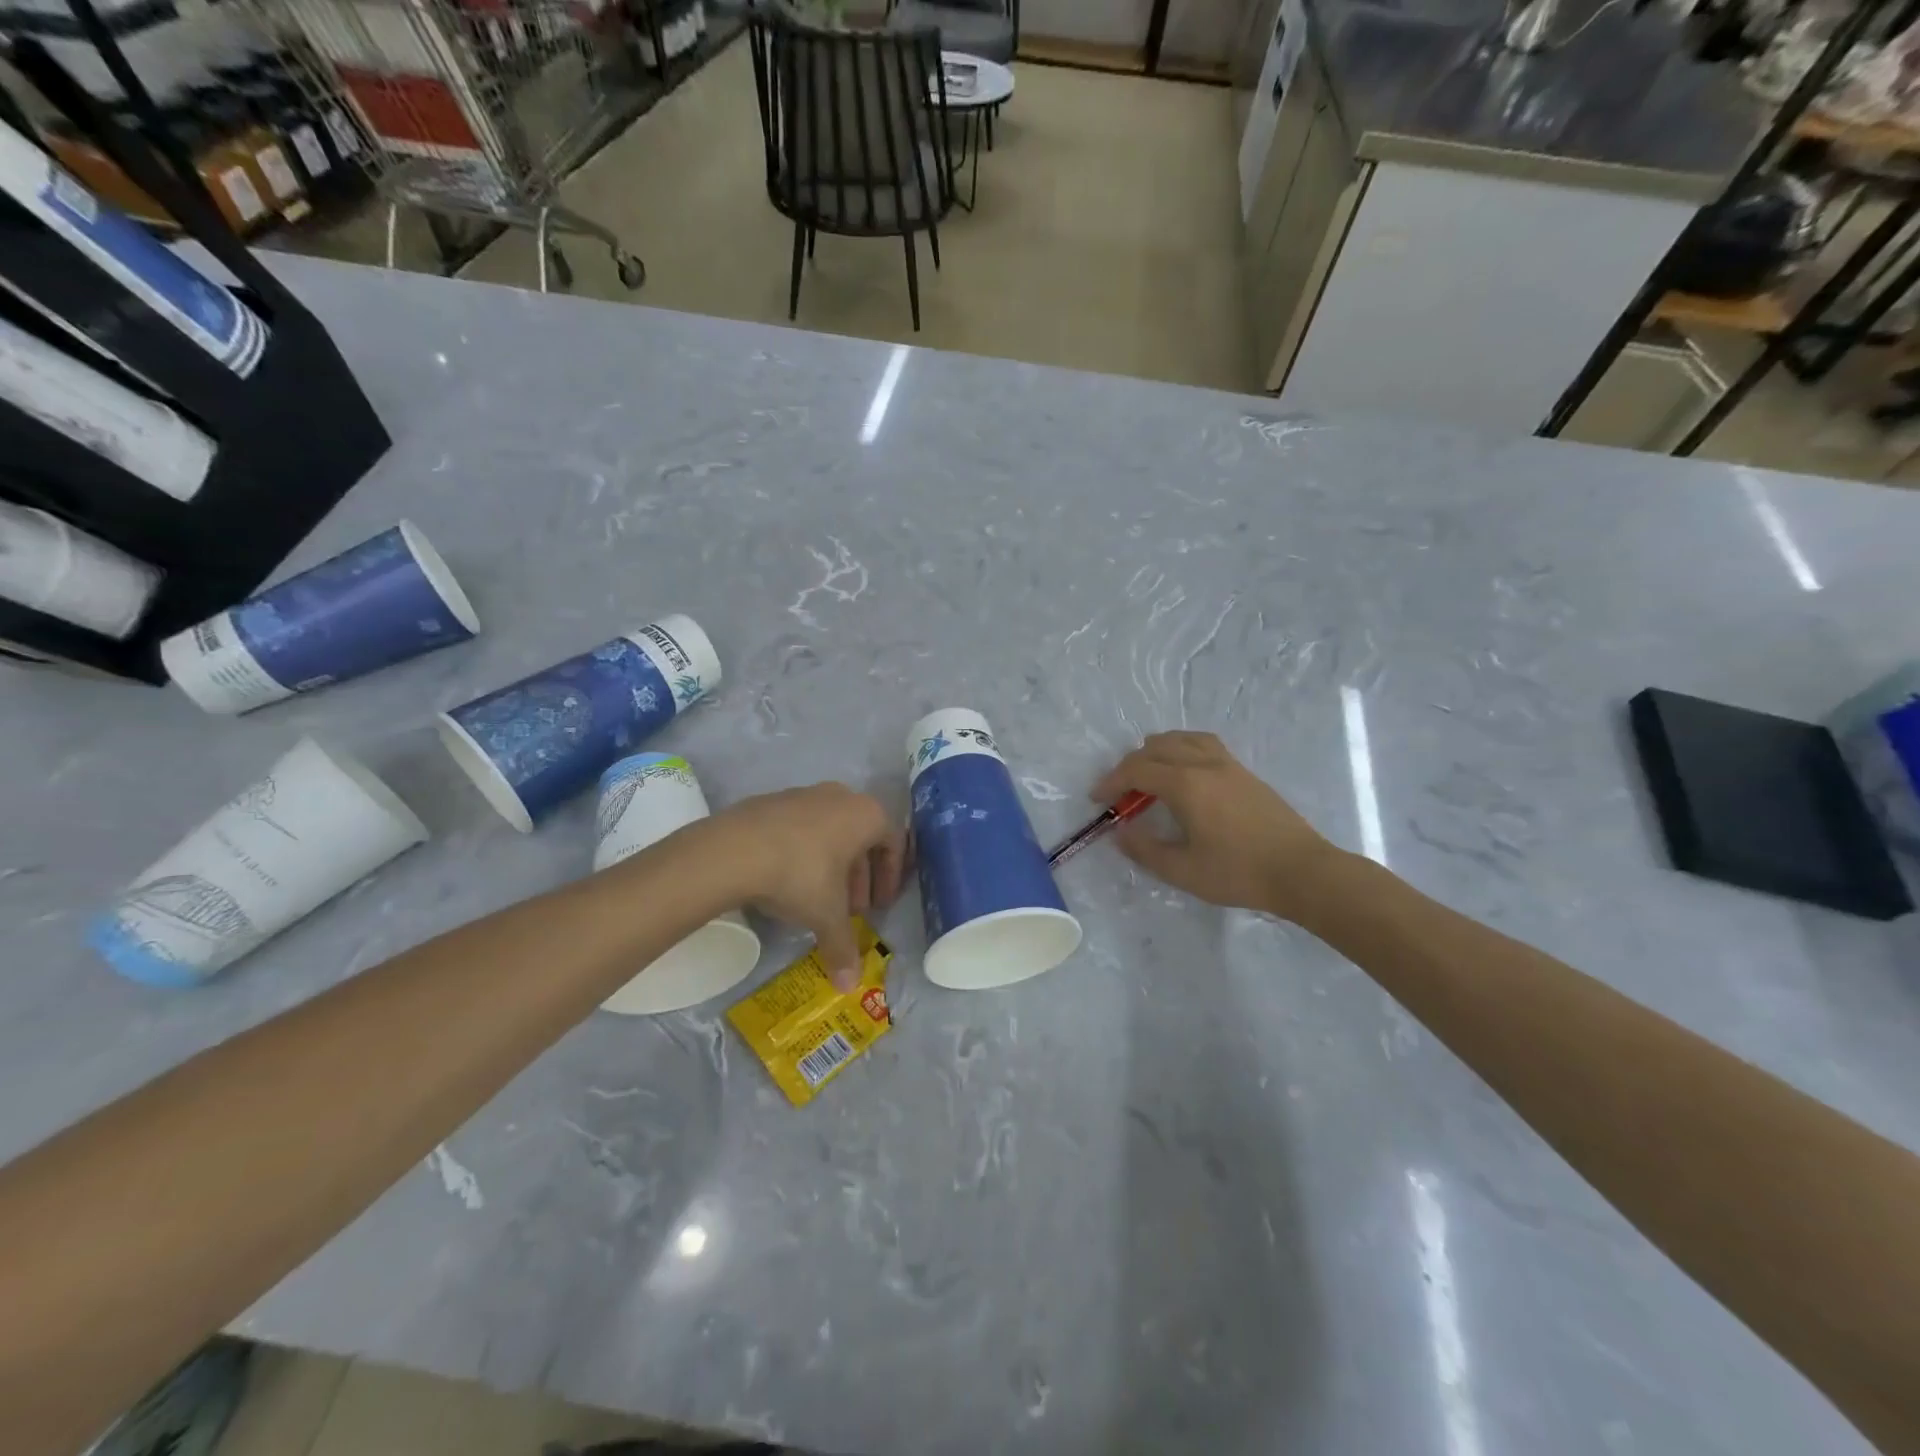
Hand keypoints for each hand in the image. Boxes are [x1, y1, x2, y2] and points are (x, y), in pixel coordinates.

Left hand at [707, 784, 905, 988]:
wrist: (733, 850)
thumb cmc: (799, 875)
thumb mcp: (826, 915)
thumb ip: (843, 946)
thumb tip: (850, 985)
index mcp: (866, 815)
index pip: (894, 843)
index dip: (890, 877)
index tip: (879, 906)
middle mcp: (840, 797)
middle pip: (861, 837)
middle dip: (859, 876)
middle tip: (852, 909)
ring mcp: (804, 794)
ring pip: (830, 831)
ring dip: (832, 865)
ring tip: (818, 898)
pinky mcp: (771, 801)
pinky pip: (800, 828)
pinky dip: (803, 852)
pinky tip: (786, 880)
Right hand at [1091, 732, 1343, 921]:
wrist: (1301, 871)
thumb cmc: (1239, 873)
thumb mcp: (1182, 870)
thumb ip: (1145, 849)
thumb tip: (1120, 832)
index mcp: (1185, 784)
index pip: (1136, 770)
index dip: (1111, 781)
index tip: (1097, 799)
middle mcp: (1203, 763)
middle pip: (1155, 748)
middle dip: (1129, 766)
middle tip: (1119, 792)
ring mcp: (1227, 764)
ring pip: (1181, 738)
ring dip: (1156, 751)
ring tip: (1148, 773)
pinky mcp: (1244, 771)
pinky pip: (1203, 743)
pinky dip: (1181, 748)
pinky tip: (1184, 772)